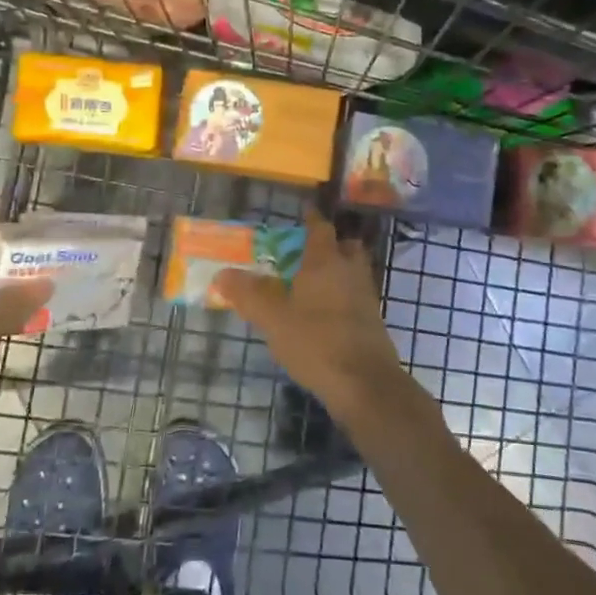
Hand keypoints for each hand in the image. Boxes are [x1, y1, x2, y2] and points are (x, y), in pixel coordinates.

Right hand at [215, 212, 402, 421]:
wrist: (364, 382)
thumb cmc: (316, 342)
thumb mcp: (273, 319)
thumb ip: (248, 294)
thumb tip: (222, 273)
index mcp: (325, 262)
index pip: (321, 228)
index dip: (312, 219)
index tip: (304, 212)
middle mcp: (350, 271)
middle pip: (345, 246)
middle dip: (331, 244)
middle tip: (308, 251)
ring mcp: (366, 296)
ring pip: (354, 271)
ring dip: (338, 270)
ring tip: (313, 283)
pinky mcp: (373, 321)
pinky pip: (357, 295)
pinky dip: (344, 295)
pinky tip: (326, 313)